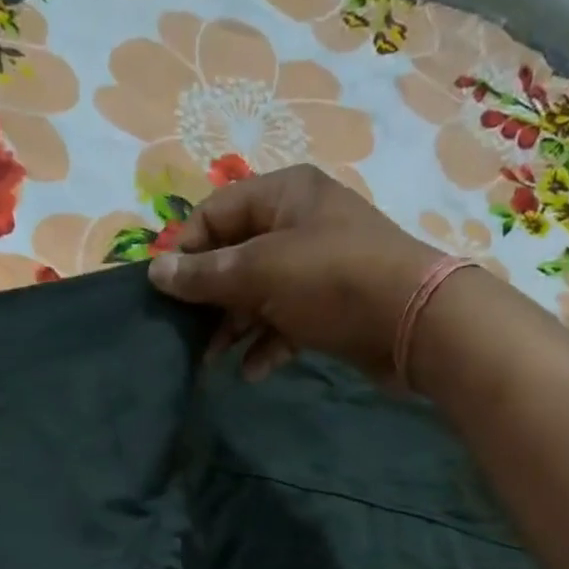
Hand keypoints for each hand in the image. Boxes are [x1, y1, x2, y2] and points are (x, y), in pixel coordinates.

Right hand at [147, 164, 444, 382]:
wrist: (414, 323)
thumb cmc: (331, 281)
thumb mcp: (260, 272)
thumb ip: (206, 275)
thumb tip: (155, 272)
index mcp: (283, 195)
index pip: (215, 214)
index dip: (185, 250)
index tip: (163, 292)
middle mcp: (299, 224)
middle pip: (235, 257)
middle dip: (208, 298)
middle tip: (185, 334)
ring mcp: (316, 268)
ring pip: (258, 295)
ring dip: (233, 328)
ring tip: (211, 361)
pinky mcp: (330, 308)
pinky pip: (285, 322)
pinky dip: (267, 344)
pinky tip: (253, 372)